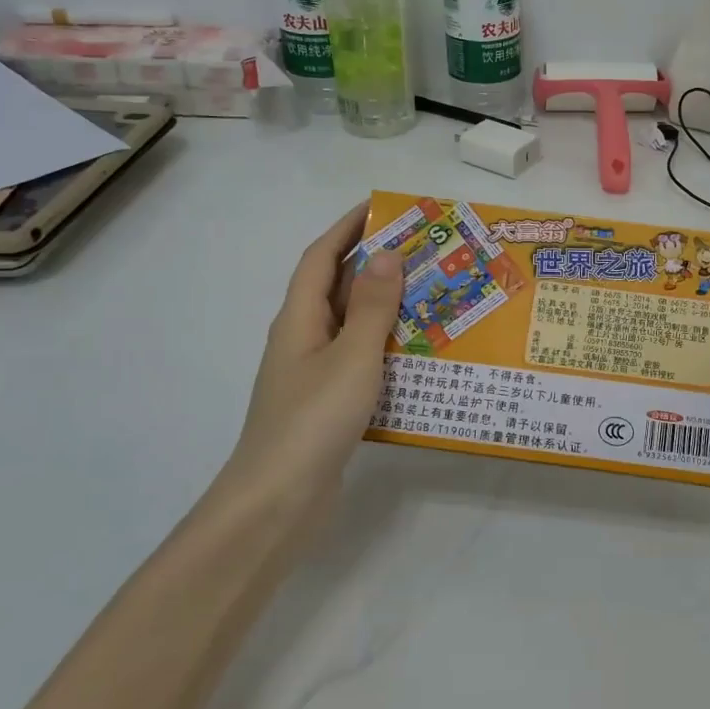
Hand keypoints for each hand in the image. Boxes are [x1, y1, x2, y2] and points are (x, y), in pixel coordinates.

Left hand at [219, 202, 403, 506]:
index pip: (320, 257)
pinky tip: (418, 355)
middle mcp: (302, 338)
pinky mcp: (327, 403)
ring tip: (431, 295)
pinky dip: (385, 347)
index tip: (382, 207)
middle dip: (373, 263)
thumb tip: (388, 254)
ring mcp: (312, 373)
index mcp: (299, 319)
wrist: (278, 501)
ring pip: (350, 325)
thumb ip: (371, 306)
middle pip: (336, 287)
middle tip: (423, 252)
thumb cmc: (313, 420)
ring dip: (384, 306)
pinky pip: (359, 359)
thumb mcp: (351, 357)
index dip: (347, 228)